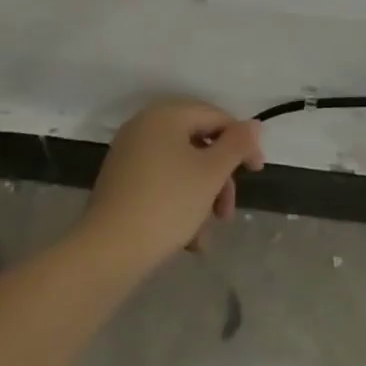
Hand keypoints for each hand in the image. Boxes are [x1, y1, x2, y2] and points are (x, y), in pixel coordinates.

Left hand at [81, 98, 264, 271]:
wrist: (107, 251)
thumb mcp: (211, 173)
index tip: (257, 172)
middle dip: (219, 179)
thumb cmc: (167, 203)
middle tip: (227, 212)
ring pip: (181, 169)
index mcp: (166, 114)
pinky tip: (188, 241)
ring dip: (201, 198)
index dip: (242, 142)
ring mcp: (129, 154)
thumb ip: (237, 145)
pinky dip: (179, 206)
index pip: (215, 116)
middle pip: (198, 144)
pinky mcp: (120, 183)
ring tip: (205, 236)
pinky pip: (161, 184)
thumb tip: (254, 125)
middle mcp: (145, 126)